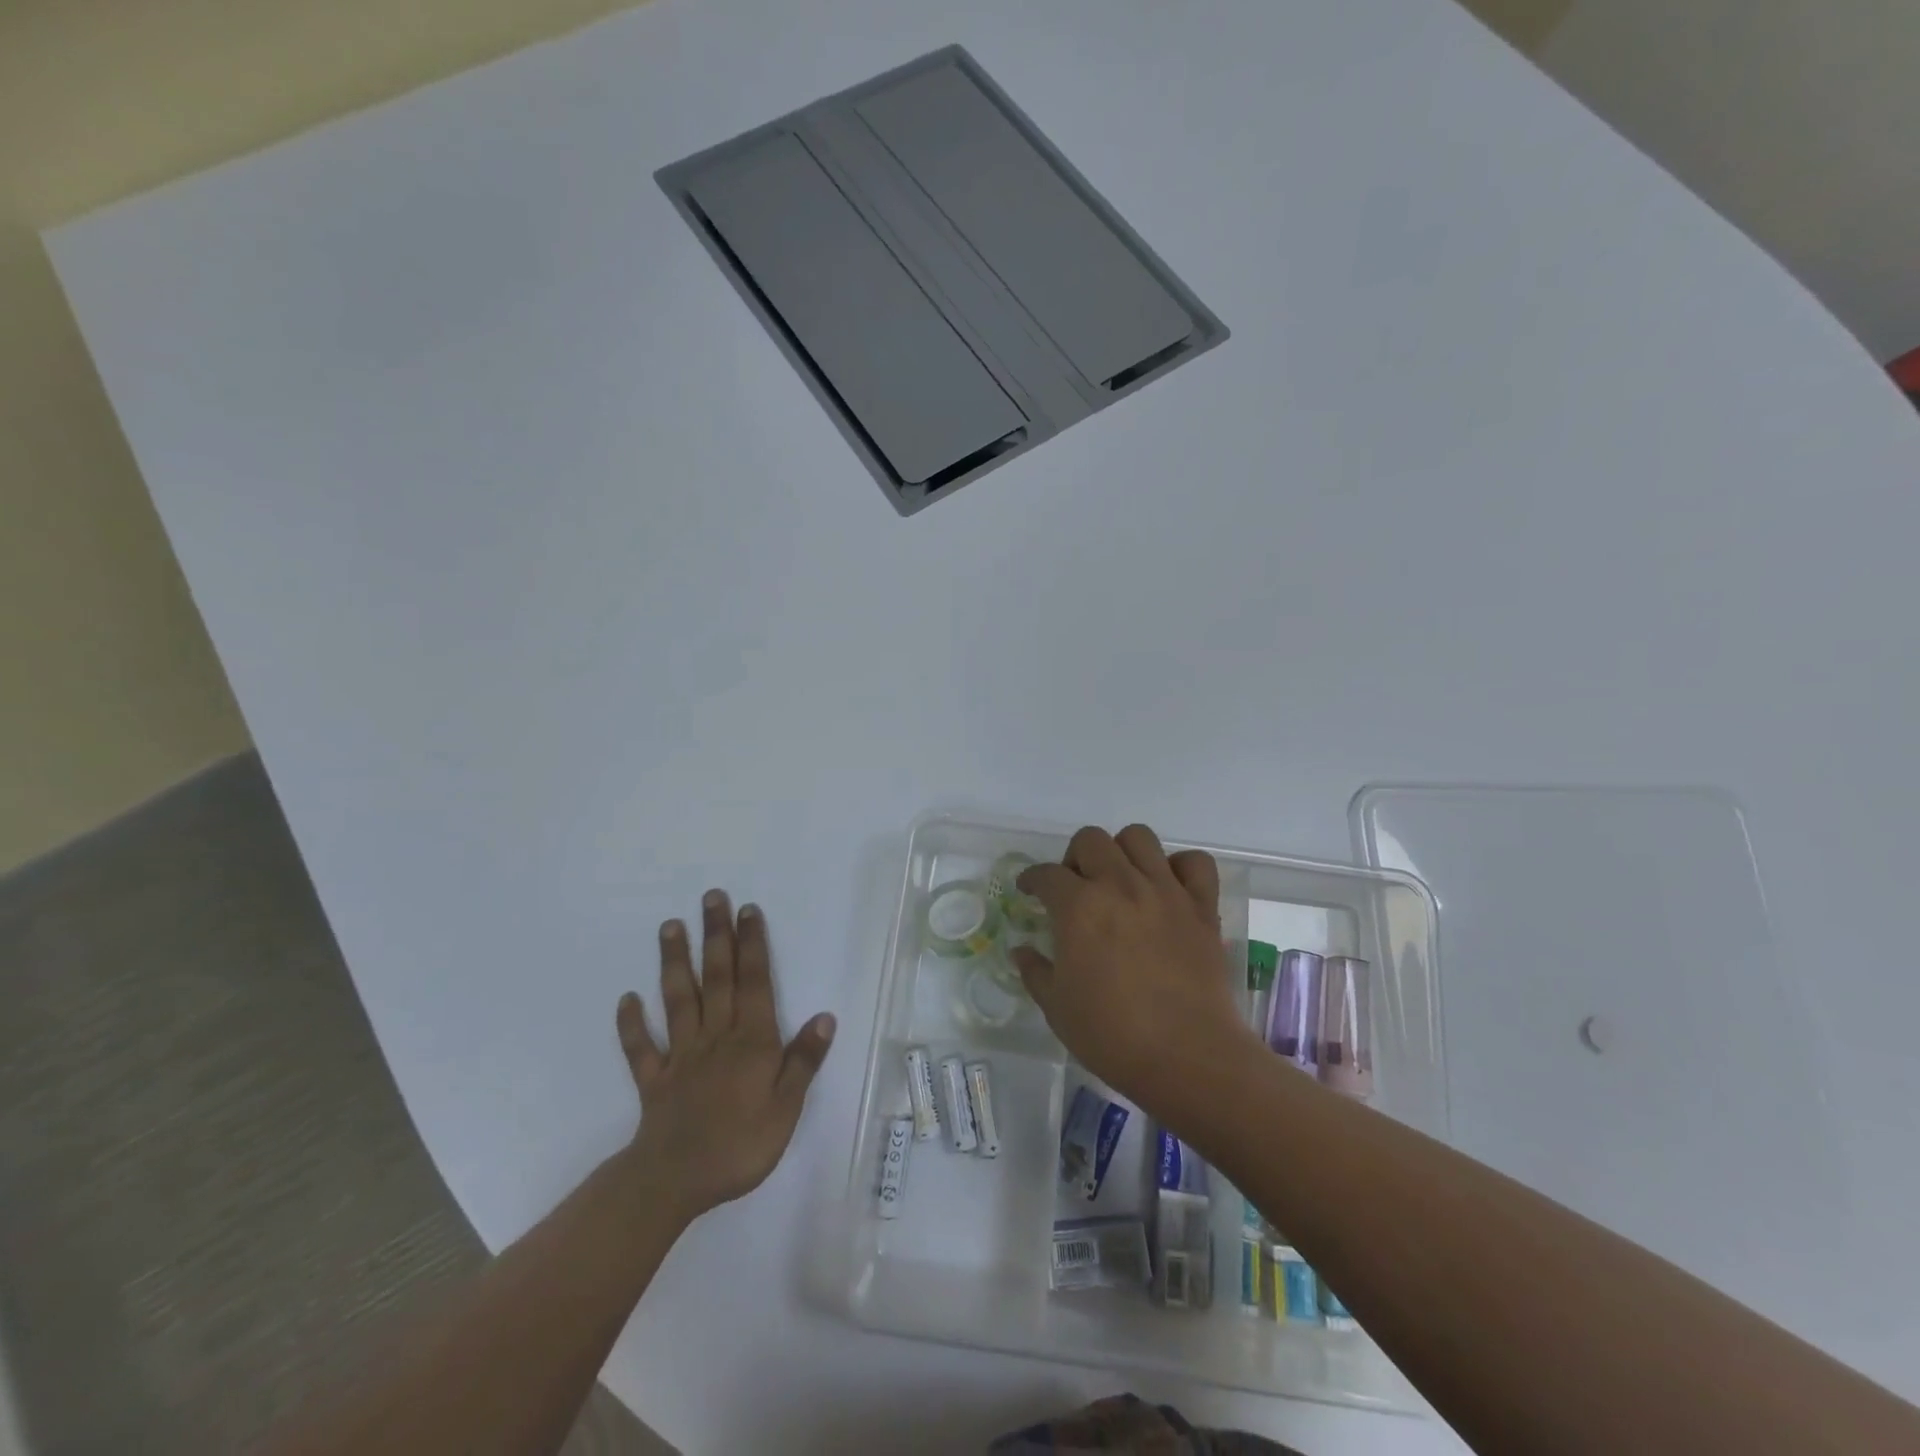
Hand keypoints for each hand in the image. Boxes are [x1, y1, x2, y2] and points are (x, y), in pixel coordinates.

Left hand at [615, 891, 834, 1226]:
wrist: (674, 1182)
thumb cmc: (740, 1145)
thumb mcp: (787, 1108)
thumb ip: (803, 1061)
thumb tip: (824, 1016)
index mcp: (751, 1041)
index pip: (754, 983)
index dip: (753, 945)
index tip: (748, 910)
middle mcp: (716, 1037)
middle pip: (717, 978)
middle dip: (716, 936)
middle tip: (711, 898)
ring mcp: (680, 1056)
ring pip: (678, 1000)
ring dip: (674, 962)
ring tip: (670, 927)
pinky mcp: (653, 1080)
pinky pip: (641, 1048)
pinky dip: (632, 1024)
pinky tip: (626, 999)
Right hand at [1012, 825, 1255, 1112]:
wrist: (1187, 1057)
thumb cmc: (1112, 1035)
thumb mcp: (1057, 1008)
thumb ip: (1035, 972)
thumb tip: (1021, 951)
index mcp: (1079, 907)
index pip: (1046, 874)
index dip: (1031, 879)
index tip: (1029, 890)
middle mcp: (1120, 885)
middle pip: (1091, 839)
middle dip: (1075, 857)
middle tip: (1075, 887)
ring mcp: (1165, 891)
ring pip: (1139, 837)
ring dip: (1122, 852)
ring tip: (1120, 880)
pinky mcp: (1202, 907)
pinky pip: (1195, 863)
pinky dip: (1180, 867)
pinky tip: (1168, 888)